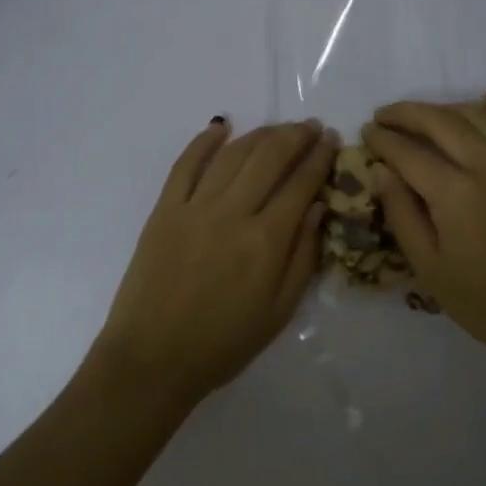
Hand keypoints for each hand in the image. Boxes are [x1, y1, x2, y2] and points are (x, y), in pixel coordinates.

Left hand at [94, 117, 336, 409]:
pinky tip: (221, 126)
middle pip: (269, 158)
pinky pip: (185, 164)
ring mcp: (194, 207)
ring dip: (260, 135)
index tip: (332, 140)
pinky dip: (204, 141)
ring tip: (278, 128)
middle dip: (296, 136)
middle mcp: (232, 213)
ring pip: (232, 155)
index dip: (320, 158)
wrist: (153, 359)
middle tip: (311, 126)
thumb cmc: (223, 344)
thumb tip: (318, 206)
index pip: (301, 184)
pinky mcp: (163, 210)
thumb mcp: (279, 312)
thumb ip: (303, 256)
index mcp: (265, 241)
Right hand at [361, 89, 485, 381]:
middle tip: (384, 116)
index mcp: (454, 193)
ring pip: (480, 117)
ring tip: (424, 115)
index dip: (382, 139)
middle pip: (440, 122)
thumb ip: (403, 215)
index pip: (407, 152)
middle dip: (406, 114)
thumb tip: (381, 172)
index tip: (365, 132)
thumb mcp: (431, 270)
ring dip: (446, 108)